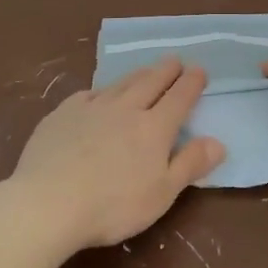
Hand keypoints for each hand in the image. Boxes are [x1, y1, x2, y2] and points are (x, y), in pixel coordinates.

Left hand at [6, 57, 225, 250]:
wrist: (49, 201)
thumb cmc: (113, 206)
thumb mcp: (162, 194)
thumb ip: (190, 165)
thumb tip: (219, 142)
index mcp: (154, 128)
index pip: (179, 98)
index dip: (191, 83)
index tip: (199, 70)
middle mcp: (126, 109)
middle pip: (151, 82)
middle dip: (166, 70)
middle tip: (175, 61)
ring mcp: (92, 107)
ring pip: (121, 83)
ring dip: (138, 74)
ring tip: (146, 70)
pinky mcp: (63, 112)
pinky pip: (89, 94)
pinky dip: (101, 90)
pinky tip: (99, 94)